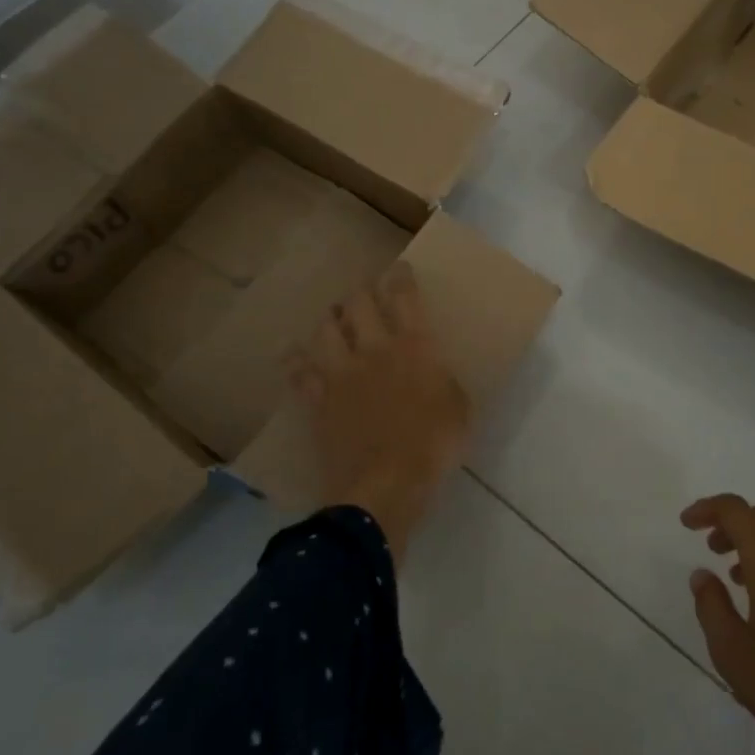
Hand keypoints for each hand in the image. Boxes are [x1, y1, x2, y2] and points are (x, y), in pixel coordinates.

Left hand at [286, 263, 469, 562]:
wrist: (385, 485)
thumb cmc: (433, 445)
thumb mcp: (460, 409)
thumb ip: (446, 381)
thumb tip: (437, 372)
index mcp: (414, 346)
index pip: (403, 297)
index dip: (399, 277)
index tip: (398, 269)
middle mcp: (374, 349)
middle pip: (359, 304)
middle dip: (361, 292)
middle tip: (364, 293)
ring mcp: (342, 373)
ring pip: (326, 329)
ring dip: (330, 318)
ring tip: (333, 317)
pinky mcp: (319, 400)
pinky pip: (300, 373)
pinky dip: (296, 362)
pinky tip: (294, 356)